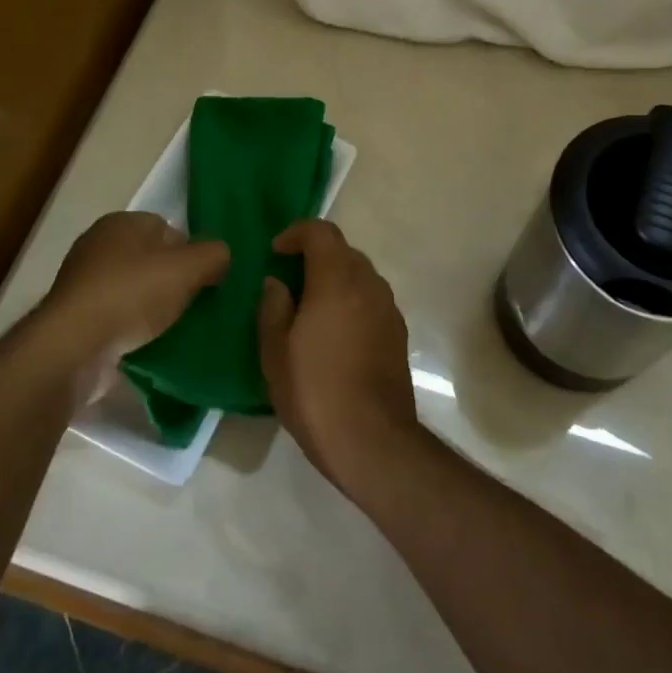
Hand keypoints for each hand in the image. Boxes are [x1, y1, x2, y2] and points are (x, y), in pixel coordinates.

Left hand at [31, 212, 227, 400]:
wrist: (74, 347)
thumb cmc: (131, 295)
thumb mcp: (187, 268)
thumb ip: (213, 255)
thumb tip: (221, 256)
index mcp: (122, 222)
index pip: (167, 228)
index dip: (189, 252)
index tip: (204, 280)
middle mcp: (98, 245)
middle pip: (150, 259)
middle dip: (172, 280)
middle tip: (193, 305)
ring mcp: (83, 283)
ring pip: (134, 290)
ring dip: (152, 307)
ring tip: (174, 329)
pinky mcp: (76, 318)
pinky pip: (117, 317)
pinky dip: (132, 329)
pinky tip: (148, 345)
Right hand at [257, 219, 418, 491]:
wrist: (372, 440)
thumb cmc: (314, 391)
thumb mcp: (275, 351)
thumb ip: (273, 307)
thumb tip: (277, 283)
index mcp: (337, 280)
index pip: (321, 232)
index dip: (296, 233)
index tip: (276, 251)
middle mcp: (369, 285)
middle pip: (343, 251)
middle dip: (315, 256)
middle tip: (289, 280)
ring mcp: (388, 309)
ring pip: (360, 276)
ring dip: (335, 279)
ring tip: (310, 308)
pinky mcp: (398, 333)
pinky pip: (371, 300)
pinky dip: (352, 302)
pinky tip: (335, 334)